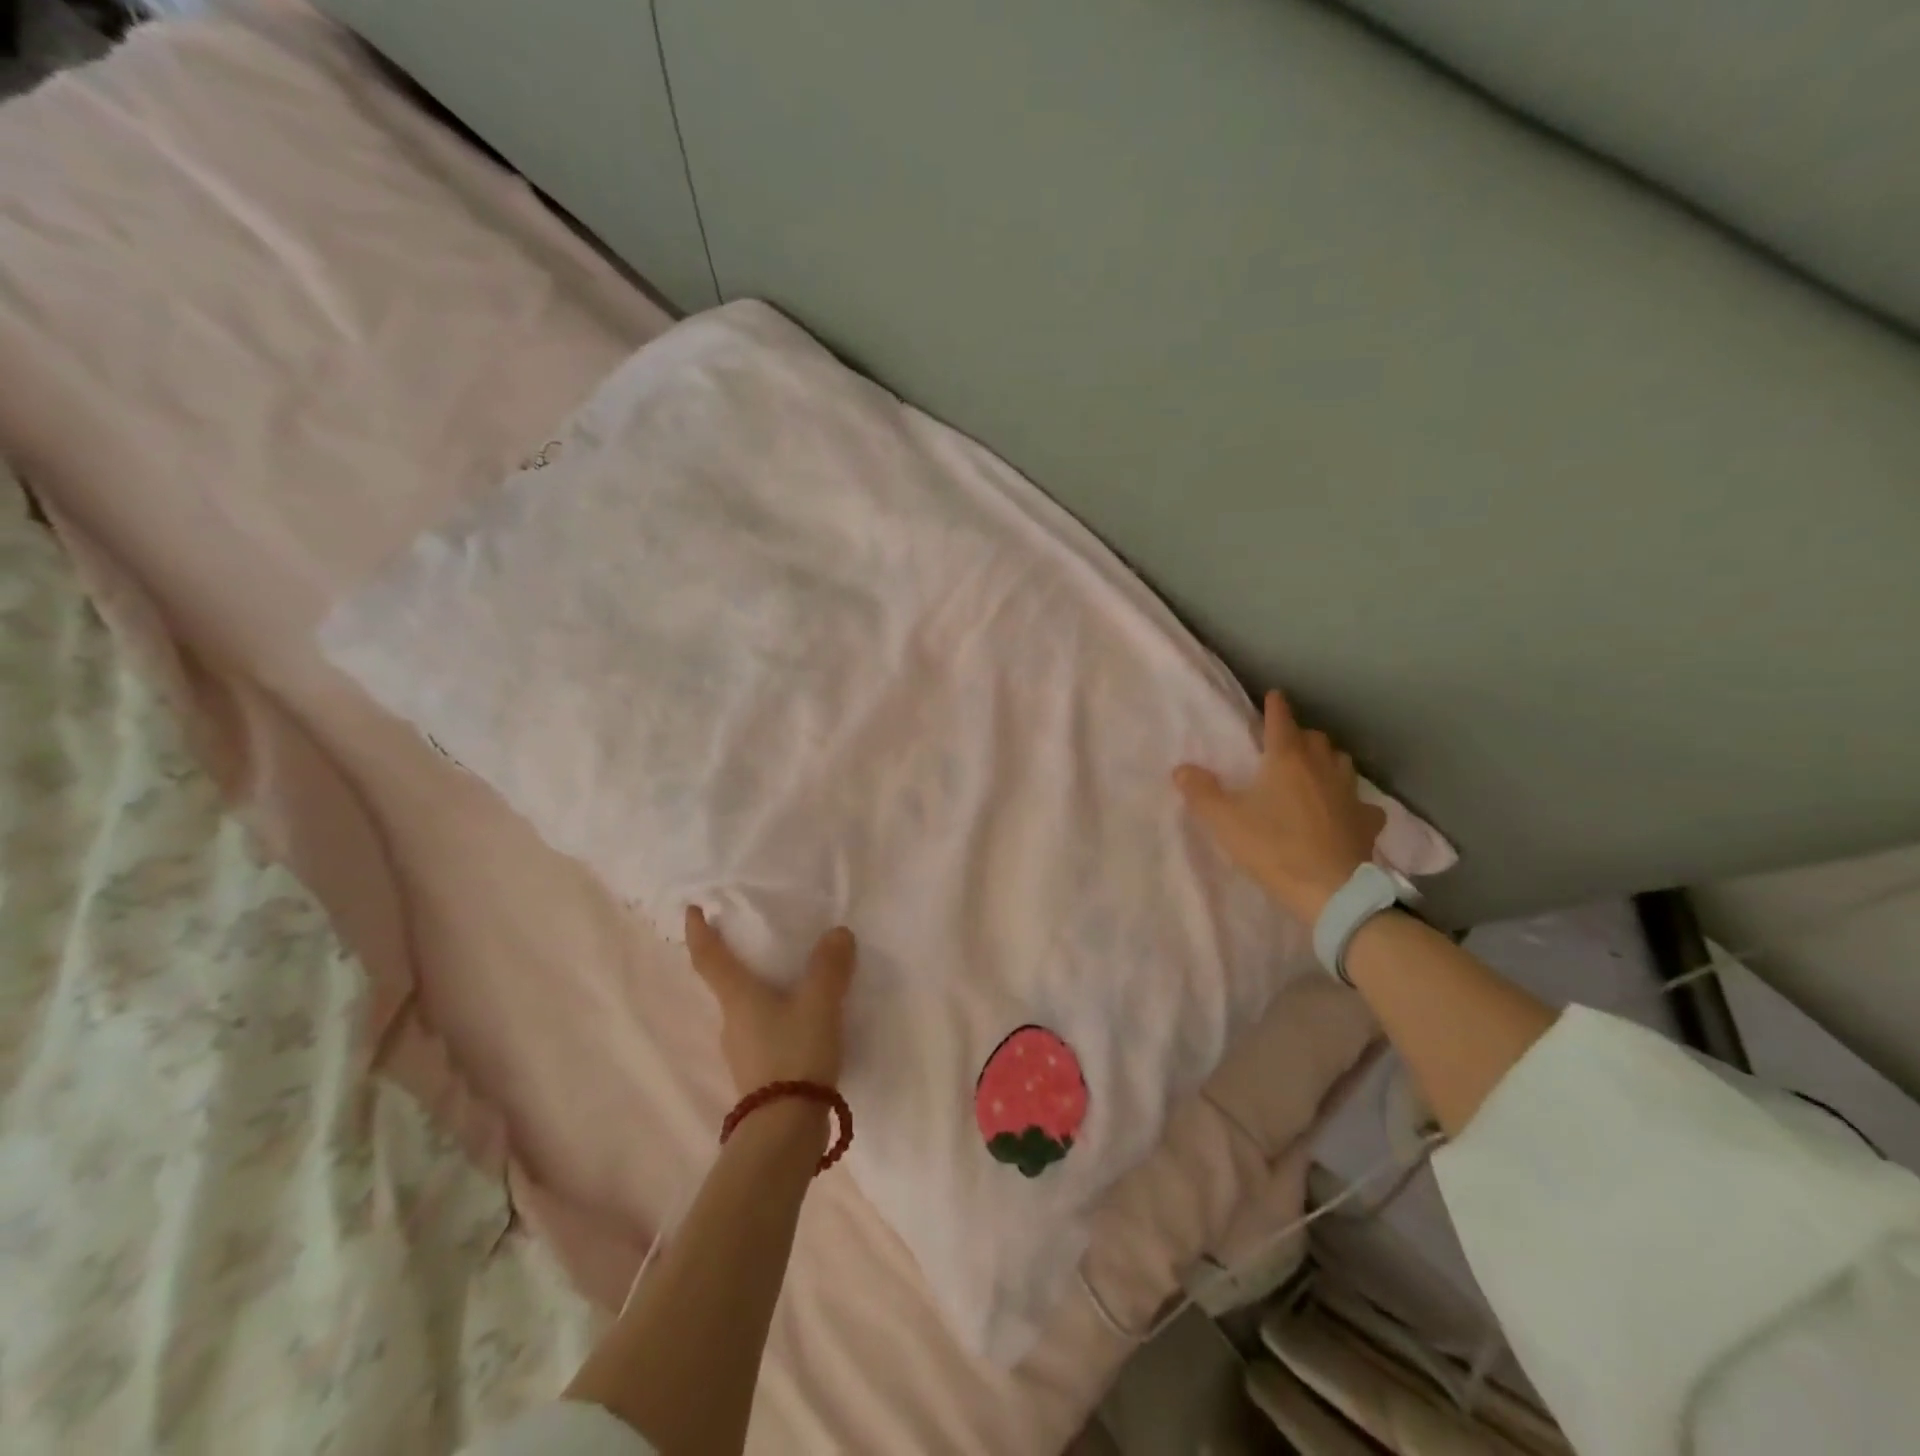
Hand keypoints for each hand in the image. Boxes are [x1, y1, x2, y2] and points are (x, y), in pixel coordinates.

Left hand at [685, 906, 857, 1094]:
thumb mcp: (819, 1004)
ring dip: (763, 993)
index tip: (691, 910)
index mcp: (738, 997)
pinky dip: (778, 1018)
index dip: (699, 932)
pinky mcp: (759, 1074)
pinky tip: (805, 1022)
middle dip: (738, 962)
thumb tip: (837, 933)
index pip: (710, 958)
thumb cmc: (794, 1054)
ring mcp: (742, 1051)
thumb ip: (829, 967)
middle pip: (728, 984)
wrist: (785, 1131)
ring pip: (748, 1010)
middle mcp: (732, 1021)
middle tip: (760, 943)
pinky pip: (765, 1032)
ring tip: (795, 982)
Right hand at [1174, 690, 1386, 924]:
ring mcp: (1350, 793)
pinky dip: (1352, 801)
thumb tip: (1181, 769)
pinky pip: (1362, 802)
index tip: (1273, 695)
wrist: (1330, 891)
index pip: (1281, 720)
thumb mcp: (1225, 821)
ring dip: (1327, 760)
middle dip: (1300, 735)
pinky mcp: (1367, 821)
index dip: (1275, 707)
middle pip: (1315, 738)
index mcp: (1286, 759)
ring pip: (1341, 762)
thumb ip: (1200, 792)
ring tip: (1315, 770)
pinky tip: (1346, 811)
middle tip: (1285, 744)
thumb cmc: (1273, 848)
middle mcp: (1322, 767)